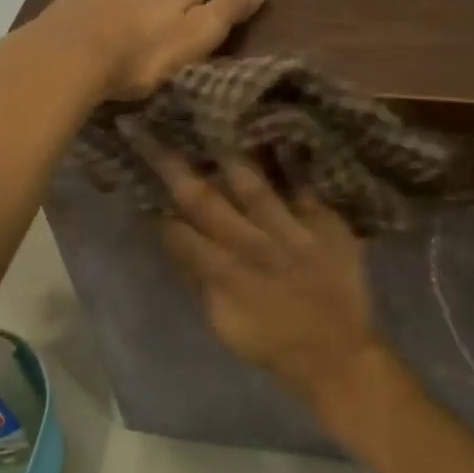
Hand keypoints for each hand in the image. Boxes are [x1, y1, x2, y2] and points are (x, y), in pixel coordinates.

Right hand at [129, 128, 380, 407]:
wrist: (337, 354)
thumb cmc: (272, 342)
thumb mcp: (223, 323)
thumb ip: (200, 279)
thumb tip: (176, 239)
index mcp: (224, 272)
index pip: (179, 233)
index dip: (155, 208)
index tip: (136, 175)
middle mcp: (252, 245)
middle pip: (204, 199)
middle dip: (169, 164)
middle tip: (144, 128)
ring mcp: (291, 231)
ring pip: (253, 185)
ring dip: (227, 154)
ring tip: (210, 118)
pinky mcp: (325, 225)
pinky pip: (305, 188)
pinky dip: (292, 166)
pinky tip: (281, 137)